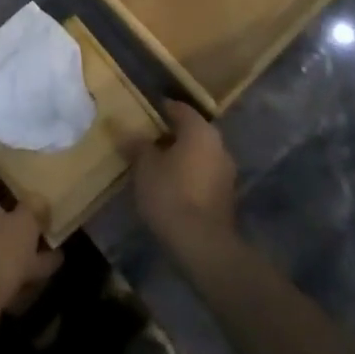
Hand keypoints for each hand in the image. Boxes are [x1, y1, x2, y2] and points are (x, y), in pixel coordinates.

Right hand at [133, 102, 238, 254]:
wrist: (203, 245)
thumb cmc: (171, 194)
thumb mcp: (145, 166)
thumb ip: (137, 145)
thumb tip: (128, 132)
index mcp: (199, 130)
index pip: (179, 108)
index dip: (161, 109)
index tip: (144, 114)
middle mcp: (218, 145)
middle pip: (191, 131)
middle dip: (171, 135)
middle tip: (147, 140)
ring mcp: (226, 172)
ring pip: (199, 154)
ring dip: (181, 157)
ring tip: (156, 165)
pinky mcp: (227, 197)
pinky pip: (204, 175)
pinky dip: (189, 176)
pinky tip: (171, 187)